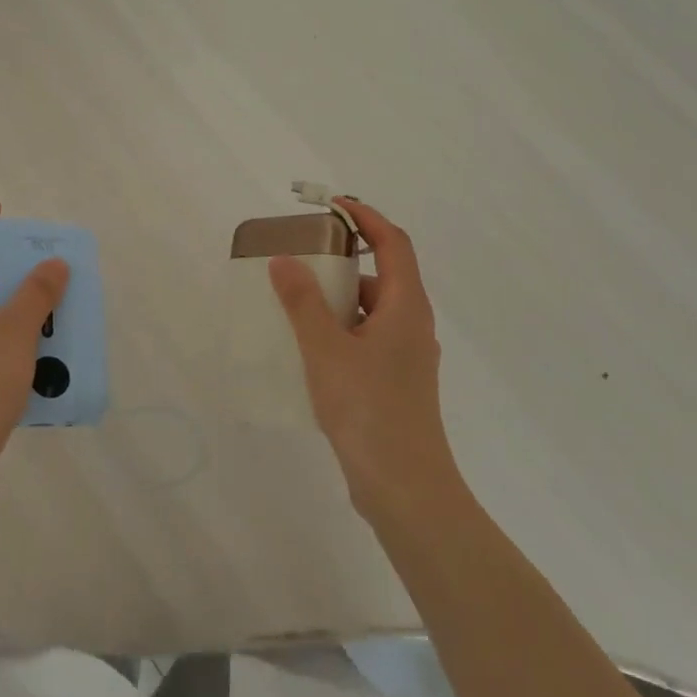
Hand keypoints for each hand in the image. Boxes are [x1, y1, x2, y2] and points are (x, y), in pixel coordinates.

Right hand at [269, 198, 456, 507]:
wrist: (405, 489)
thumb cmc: (369, 410)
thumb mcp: (326, 350)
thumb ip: (303, 302)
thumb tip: (285, 260)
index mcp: (405, 306)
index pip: (392, 243)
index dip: (365, 218)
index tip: (330, 206)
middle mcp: (412, 325)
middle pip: (381, 274)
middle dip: (342, 258)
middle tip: (301, 254)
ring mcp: (406, 357)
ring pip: (371, 310)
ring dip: (337, 298)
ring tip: (294, 301)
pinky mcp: (395, 383)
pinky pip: (366, 338)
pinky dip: (338, 329)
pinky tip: (307, 347)